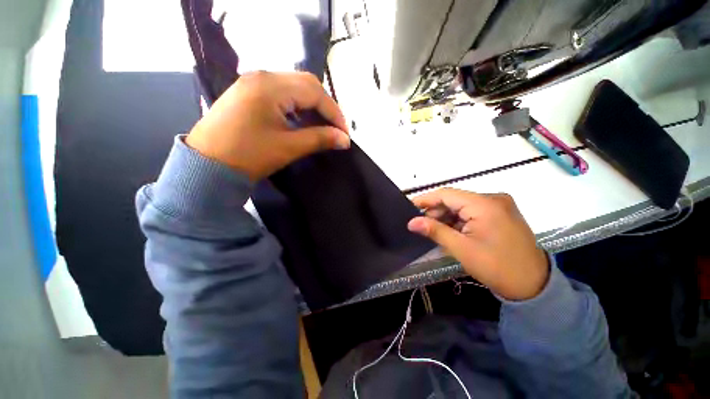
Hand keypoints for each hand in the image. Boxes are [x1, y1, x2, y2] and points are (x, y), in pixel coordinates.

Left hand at [186, 71, 349, 181]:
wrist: (206, 166)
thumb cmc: (249, 156)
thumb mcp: (289, 147)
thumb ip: (320, 139)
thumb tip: (345, 140)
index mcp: (270, 86)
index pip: (314, 92)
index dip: (334, 113)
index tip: (344, 134)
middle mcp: (262, 77)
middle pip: (306, 84)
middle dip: (325, 107)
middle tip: (335, 129)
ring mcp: (252, 83)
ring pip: (294, 87)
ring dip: (312, 106)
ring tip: (321, 126)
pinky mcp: (248, 94)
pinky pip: (281, 94)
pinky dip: (297, 106)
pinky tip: (301, 121)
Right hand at [407, 189, 548, 300]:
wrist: (534, 285)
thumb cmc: (497, 267)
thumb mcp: (462, 249)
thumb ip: (435, 231)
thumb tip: (411, 222)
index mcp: (485, 204)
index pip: (446, 194)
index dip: (425, 199)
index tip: (409, 207)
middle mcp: (493, 199)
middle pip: (455, 199)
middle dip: (436, 211)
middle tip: (421, 225)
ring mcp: (499, 206)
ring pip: (462, 206)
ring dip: (447, 217)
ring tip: (435, 231)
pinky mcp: (501, 214)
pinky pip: (472, 212)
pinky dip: (459, 221)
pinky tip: (451, 232)